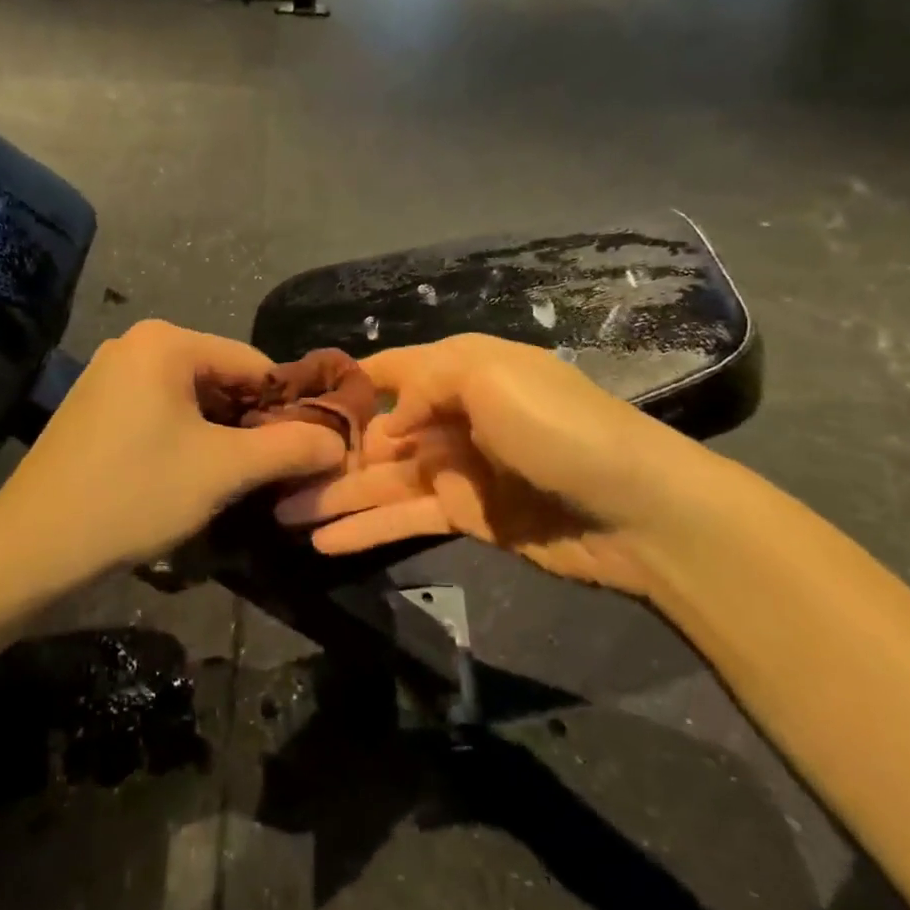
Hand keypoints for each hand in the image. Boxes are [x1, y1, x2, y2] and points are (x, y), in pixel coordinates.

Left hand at [0, 320, 347, 573]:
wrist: (32, 546)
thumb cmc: (134, 494)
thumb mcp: (223, 470)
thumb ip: (290, 448)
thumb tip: (340, 441)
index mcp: (166, 341)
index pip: (255, 363)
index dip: (288, 407)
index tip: (310, 450)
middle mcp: (137, 343)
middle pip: (223, 378)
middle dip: (254, 423)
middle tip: (277, 471)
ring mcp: (111, 374)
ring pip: (194, 399)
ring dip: (223, 435)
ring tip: (241, 478)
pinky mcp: (96, 405)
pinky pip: (162, 411)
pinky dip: (188, 438)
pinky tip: (194, 475)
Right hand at [275, 334, 737, 595]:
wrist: (639, 510)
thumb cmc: (560, 429)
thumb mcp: (491, 377)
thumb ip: (425, 384)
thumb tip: (387, 422)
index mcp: (461, 369)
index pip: (390, 371)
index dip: (344, 385)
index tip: (292, 402)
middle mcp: (454, 414)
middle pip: (377, 431)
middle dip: (328, 451)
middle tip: (271, 472)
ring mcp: (458, 469)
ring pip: (382, 479)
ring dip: (335, 495)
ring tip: (280, 514)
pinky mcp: (466, 516)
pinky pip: (404, 517)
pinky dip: (366, 528)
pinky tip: (322, 539)